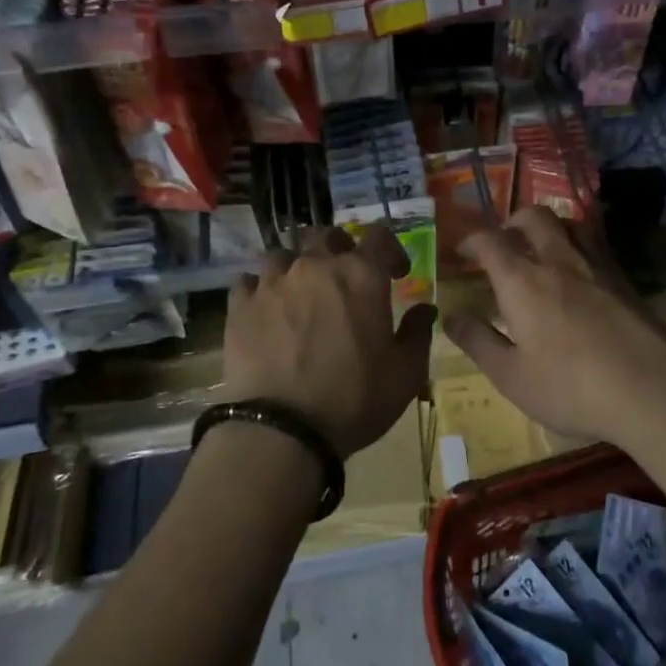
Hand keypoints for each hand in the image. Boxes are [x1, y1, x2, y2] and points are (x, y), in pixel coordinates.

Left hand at [223, 225, 434, 457]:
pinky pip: (249, 281)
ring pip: (284, 255)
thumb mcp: (405, 374)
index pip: (379, 236)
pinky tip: (265, 310)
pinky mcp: (240, 304)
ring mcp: (273, 282)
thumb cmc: (354, 399)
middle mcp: (316, 266)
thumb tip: (425, 308)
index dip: (391, 249)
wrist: (280, 429)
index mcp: (361, 275)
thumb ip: (418, 333)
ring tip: (300, 294)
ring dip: (296, 268)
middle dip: (340, 248)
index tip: (396, 273)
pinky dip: (260, 290)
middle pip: (327, 235)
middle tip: (345, 276)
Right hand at [445, 207, 665, 447]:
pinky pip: (594, 245)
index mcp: (522, 281)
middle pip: (533, 217)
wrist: (652, 390)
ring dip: (548, 228)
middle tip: (504, 242)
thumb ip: (478, 342)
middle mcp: (558, 260)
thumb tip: (450, 316)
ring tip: (541, 250)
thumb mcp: (511, 376)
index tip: (462, 251)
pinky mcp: (624, 279)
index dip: (471, 240)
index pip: (490, 241)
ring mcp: (596, 265)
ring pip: (568, 224)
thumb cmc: (571, 387)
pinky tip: (579, 275)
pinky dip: (577, 246)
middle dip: (512, 221)